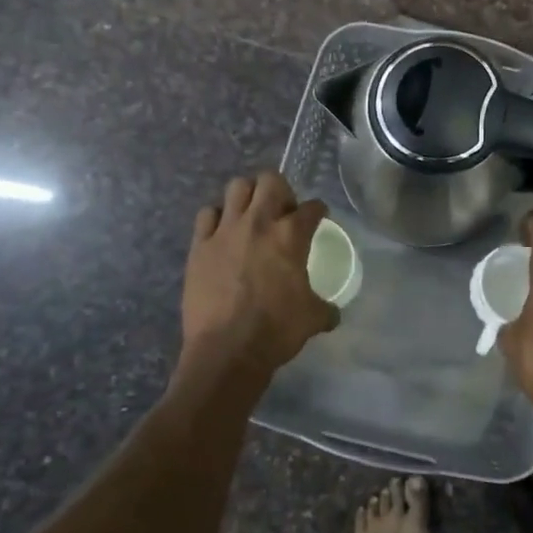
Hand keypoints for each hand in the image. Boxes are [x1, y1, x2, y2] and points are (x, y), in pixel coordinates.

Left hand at [181, 172, 335, 380]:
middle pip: (270, 180)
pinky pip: (206, 214)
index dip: (318, 210)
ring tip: (251, 215)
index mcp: (291, 235)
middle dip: (280, 190)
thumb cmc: (276, 331)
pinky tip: (222, 233)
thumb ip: (325, 308)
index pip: (312, 207)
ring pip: (236, 187)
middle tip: (282, 211)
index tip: (317, 216)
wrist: (227, 351)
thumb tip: (333, 313)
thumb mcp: (313, 318)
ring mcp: (225, 231)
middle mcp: (259, 222)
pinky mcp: (199, 245)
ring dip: (247, 196)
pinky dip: (216, 218)